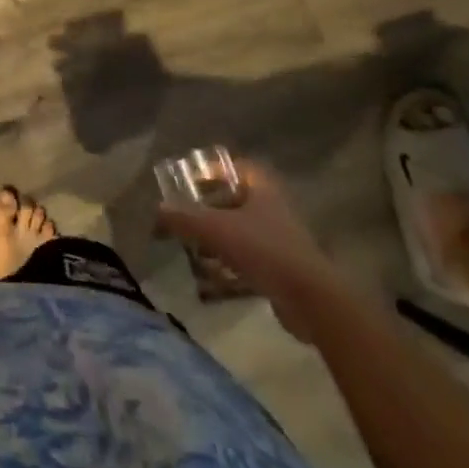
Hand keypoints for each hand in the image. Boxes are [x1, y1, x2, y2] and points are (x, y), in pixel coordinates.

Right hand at [157, 161, 342, 340]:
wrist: (311, 300)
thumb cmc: (264, 250)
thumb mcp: (215, 229)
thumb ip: (183, 217)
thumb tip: (157, 209)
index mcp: (263, 188)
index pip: (237, 166)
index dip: (213, 170)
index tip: (191, 181)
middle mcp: (274, 207)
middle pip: (237, 199)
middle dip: (211, 207)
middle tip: (187, 215)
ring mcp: (282, 239)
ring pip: (243, 230)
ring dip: (219, 237)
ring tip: (194, 248)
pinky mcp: (285, 268)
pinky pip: (251, 258)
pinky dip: (232, 263)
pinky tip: (213, 276)